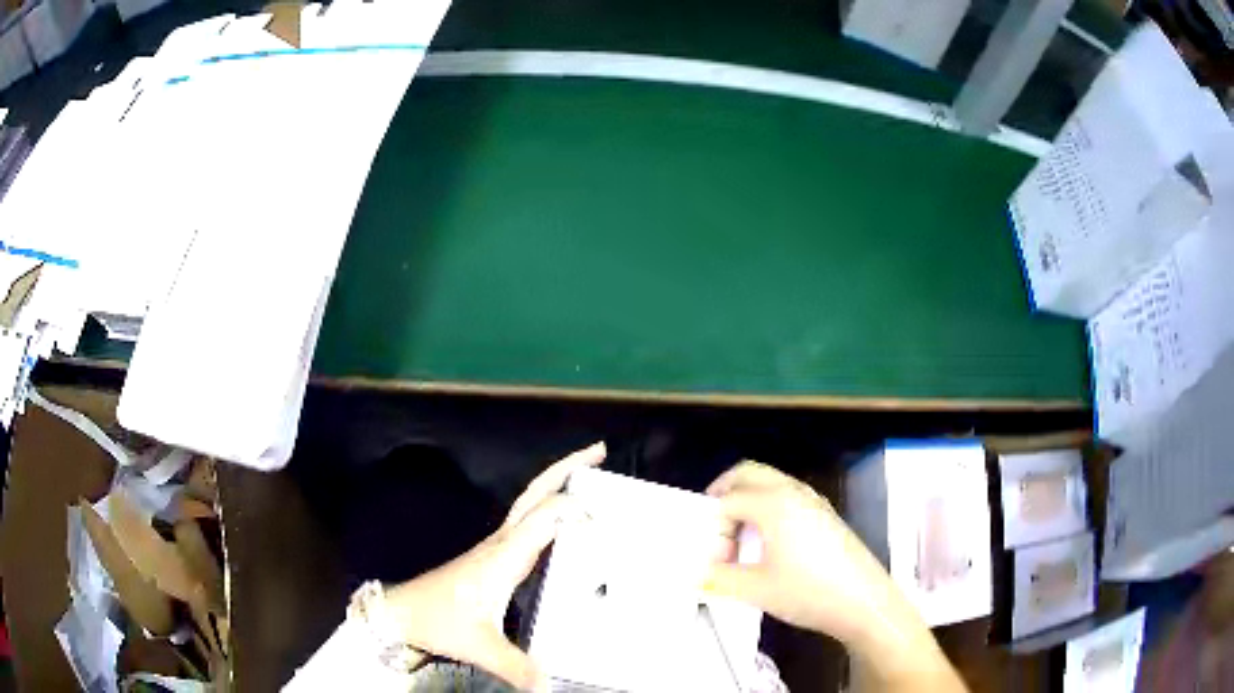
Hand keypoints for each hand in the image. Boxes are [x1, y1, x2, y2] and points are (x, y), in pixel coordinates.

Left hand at [385, 442, 605, 691]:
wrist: (403, 612)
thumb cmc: (439, 621)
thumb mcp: (481, 646)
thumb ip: (518, 667)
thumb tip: (550, 686)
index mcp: (504, 556)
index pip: (543, 517)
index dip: (574, 508)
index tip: (606, 515)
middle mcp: (502, 543)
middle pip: (534, 493)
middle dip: (565, 468)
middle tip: (598, 452)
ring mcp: (496, 546)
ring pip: (529, 503)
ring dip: (557, 484)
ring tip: (588, 478)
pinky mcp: (493, 556)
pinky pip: (526, 522)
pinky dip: (547, 510)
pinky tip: (562, 524)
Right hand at [705, 462, 965, 691]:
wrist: (864, 602)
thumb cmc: (808, 592)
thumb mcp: (756, 589)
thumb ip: (719, 578)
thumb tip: (698, 574)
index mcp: (773, 504)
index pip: (728, 500)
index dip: (714, 529)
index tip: (715, 560)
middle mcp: (793, 492)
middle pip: (749, 473)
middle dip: (725, 493)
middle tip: (713, 526)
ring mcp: (813, 501)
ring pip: (770, 482)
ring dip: (748, 500)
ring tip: (739, 538)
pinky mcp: (826, 515)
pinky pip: (788, 496)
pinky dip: (768, 507)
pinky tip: (769, 544)